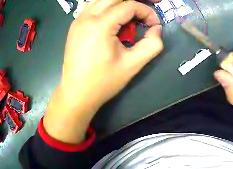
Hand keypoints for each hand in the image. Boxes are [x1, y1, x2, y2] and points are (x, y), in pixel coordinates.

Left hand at [44, 0, 163, 143]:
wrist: (76, 94)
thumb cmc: (102, 82)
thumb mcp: (132, 65)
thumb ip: (152, 44)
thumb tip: (156, 29)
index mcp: (101, 25)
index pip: (130, 5)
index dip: (147, 12)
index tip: (153, 25)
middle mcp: (88, 17)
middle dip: (136, 0)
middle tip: (148, 7)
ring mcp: (79, 20)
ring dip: (120, 2)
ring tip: (131, 13)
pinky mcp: (75, 25)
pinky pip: (92, 5)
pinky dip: (106, 5)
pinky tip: (112, 14)